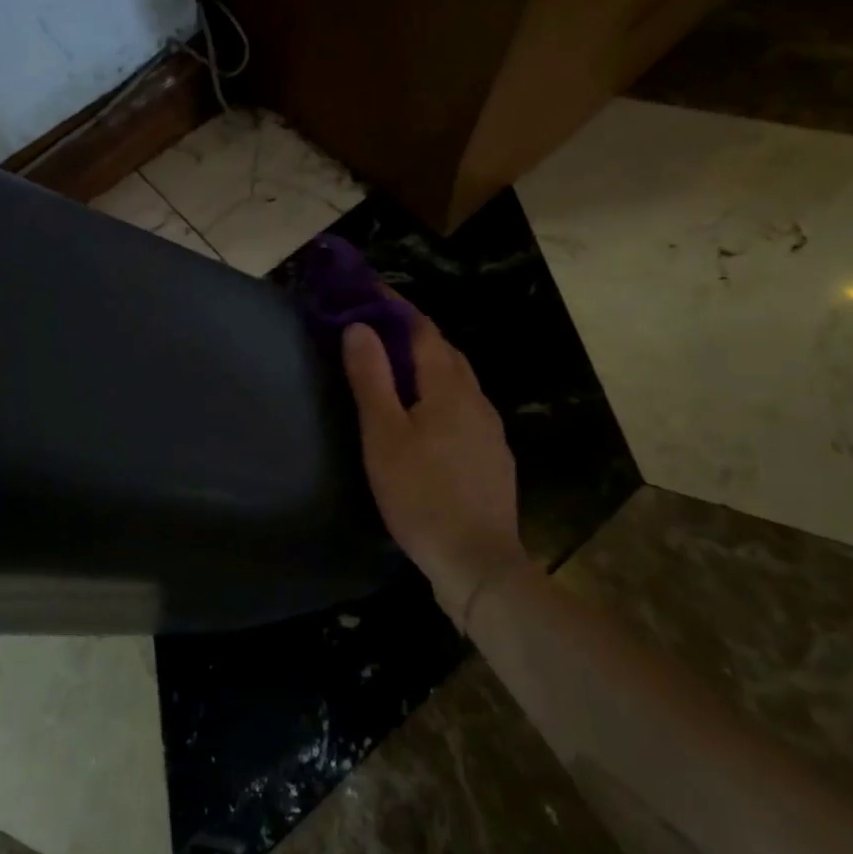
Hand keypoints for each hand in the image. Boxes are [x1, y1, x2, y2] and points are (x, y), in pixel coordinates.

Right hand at [342, 303, 526, 626]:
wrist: (478, 563)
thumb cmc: (421, 494)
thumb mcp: (383, 434)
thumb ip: (372, 378)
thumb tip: (360, 327)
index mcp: (448, 386)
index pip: (423, 329)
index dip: (395, 307)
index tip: (368, 290)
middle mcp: (476, 398)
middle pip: (443, 351)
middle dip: (411, 333)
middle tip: (374, 328)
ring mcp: (489, 429)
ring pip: (456, 380)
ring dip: (426, 364)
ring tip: (394, 369)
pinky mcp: (492, 455)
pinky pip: (463, 407)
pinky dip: (439, 394)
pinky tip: (424, 417)